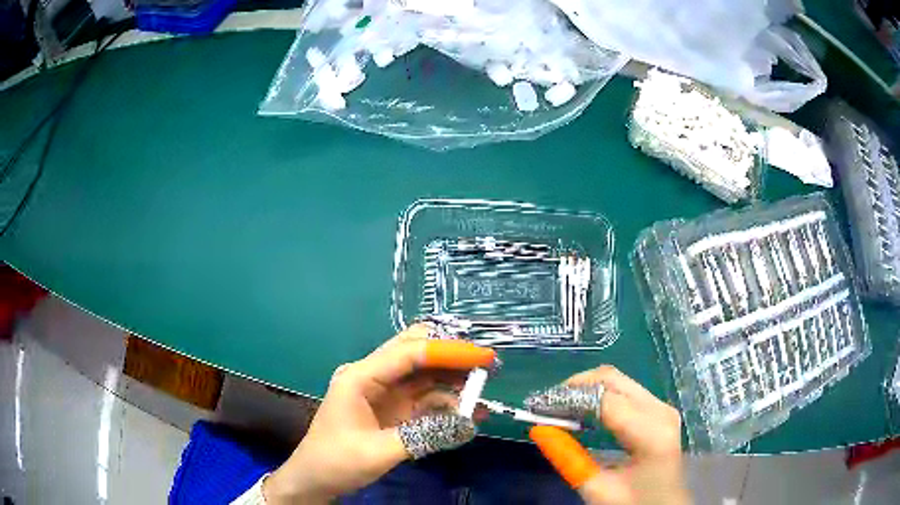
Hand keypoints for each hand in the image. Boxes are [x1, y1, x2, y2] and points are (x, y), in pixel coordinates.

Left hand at [263, 325, 495, 503]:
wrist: (314, 479)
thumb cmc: (337, 461)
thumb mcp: (379, 452)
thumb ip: (425, 436)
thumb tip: (469, 424)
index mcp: (361, 377)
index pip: (409, 352)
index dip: (449, 350)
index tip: (484, 356)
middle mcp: (373, 377)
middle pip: (416, 352)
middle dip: (452, 356)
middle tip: (487, 365)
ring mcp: (383, 393)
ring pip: (424, 375)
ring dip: (453, 380)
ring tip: (484, 389)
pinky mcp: (392, 409)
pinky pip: (424, 398)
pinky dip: (446, 402)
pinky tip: (469, 411)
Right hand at [524, 366, 690, 504]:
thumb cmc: (633, 503)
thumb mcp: (597, 489)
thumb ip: (568, 459)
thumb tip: (538, 429)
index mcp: (651, 433)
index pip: (604, 400)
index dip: (569, 398)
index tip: (537, 406)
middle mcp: (660, 410)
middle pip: (612, 379)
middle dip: (575, 386)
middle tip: (546, 404)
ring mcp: (662, 406)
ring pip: (618, 380)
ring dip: (586, 389)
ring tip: (559, 407)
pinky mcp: (659, 409)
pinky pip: (624, 390)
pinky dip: (599, 395)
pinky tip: (582, 411)